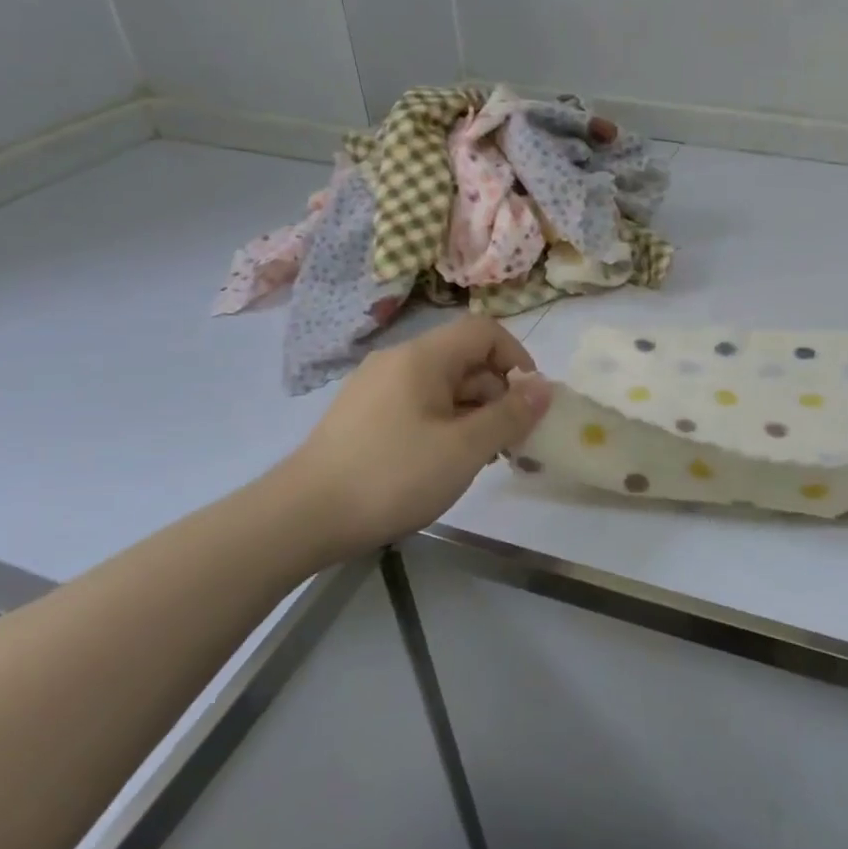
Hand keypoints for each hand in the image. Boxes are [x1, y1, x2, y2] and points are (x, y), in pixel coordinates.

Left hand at [281, 316, 551, 553]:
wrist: (302, 518)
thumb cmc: (393, 476)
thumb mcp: (465, 448)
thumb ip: (510, 415)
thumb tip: (545, 387)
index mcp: (422, 357)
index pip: (484, 330)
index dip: (517, 358)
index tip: (529, 401)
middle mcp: (397, 361)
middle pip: (464, 359)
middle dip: (497, 394)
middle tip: (510, 441)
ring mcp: (375, 388)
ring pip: (441, 385)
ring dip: (472, 413)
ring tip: (480, 457)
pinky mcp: (362, 416)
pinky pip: (417, 405)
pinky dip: (443, 423)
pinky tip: (442, 462)